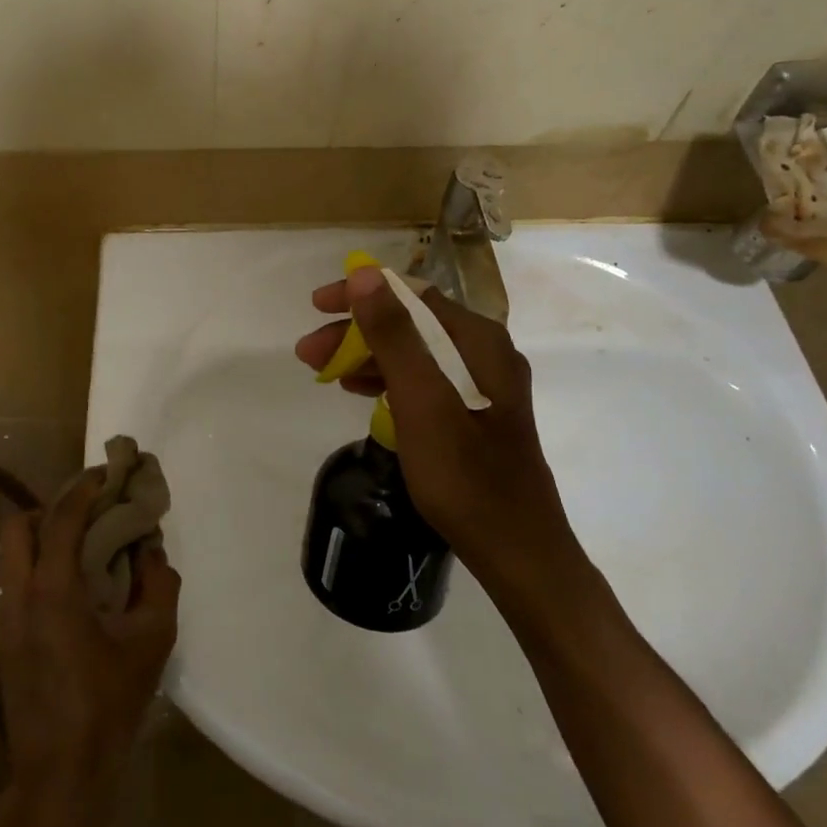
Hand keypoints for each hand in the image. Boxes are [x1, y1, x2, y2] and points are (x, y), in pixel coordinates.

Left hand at [0, 472, 179, 826]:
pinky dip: (35, 562)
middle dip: (51, 506)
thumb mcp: (151, 642)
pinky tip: (69, 582)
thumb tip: (152, 550)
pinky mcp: (2, 639)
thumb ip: (159, 585)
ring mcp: (4, 618)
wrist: (60, 775)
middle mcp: (18, 595)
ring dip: (40, 534)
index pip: (62, 518)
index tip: (106, 474)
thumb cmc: (109, 705)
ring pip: (10, 553)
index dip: (84, 488)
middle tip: (89, 510)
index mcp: (53, 590)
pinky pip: (12, 579)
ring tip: (81, 542)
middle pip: (19, 525)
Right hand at [294, 265, 581, 582]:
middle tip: (308, 353)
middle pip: (411, 324)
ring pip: (414, 354)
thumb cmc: (465, 477)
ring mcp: (482, 386)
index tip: (316, 306)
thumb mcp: (421, 401)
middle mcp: (485, 353)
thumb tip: (364, 274)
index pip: (411, 295)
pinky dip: (388, 381)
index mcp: (479, 341)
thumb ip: (394, 335)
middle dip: (356, 332)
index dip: (361, 294)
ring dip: (367, 356)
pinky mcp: (475, 415)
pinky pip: (423, 381)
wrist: (518, 552)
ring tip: (324, 373)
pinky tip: (360, 393)